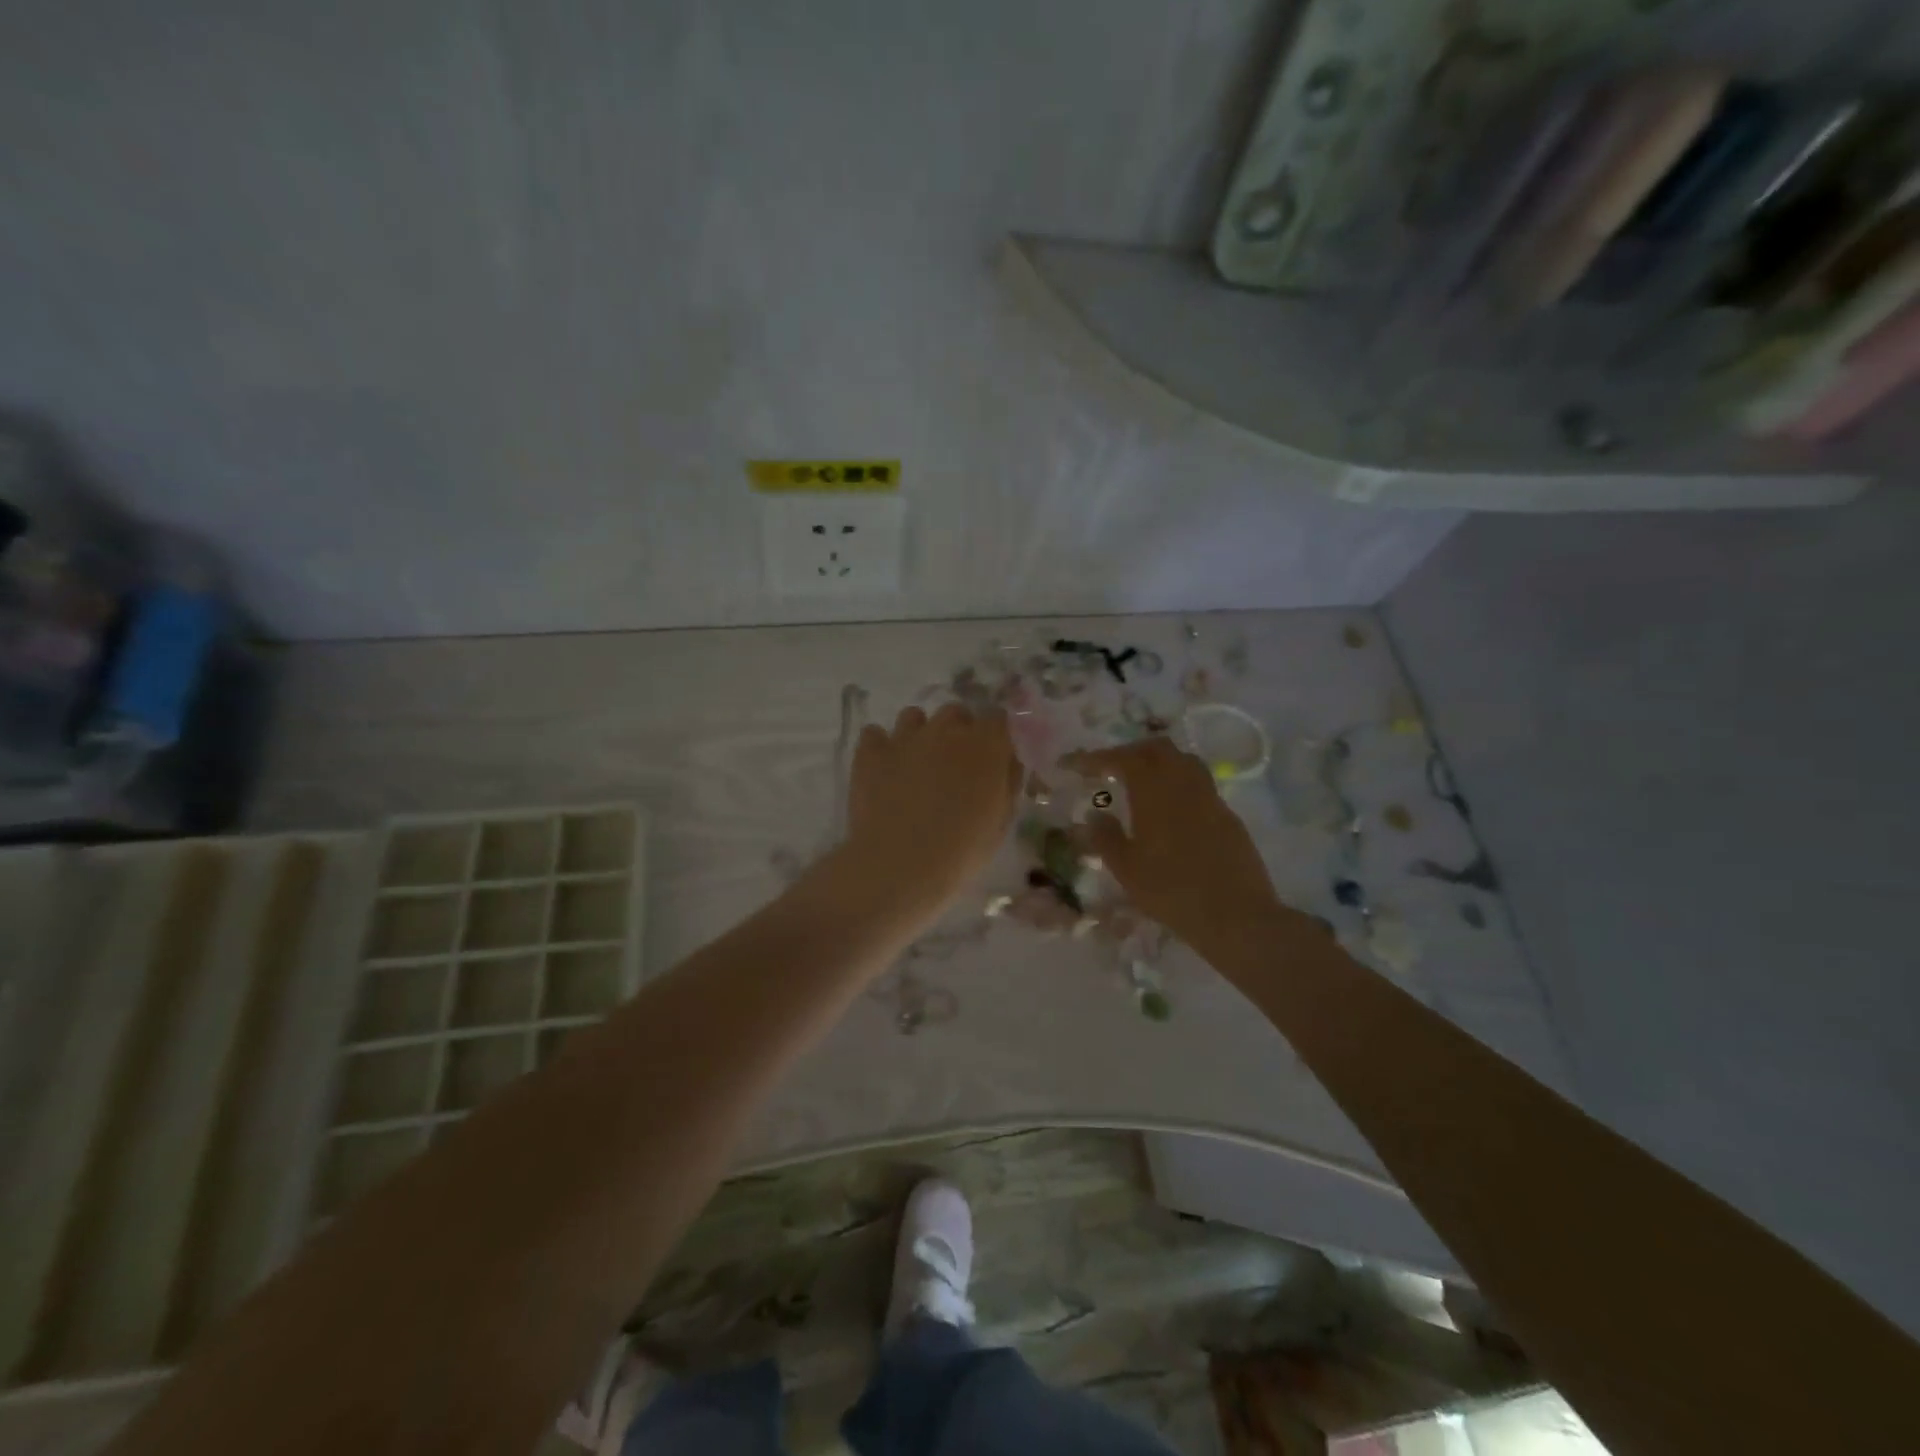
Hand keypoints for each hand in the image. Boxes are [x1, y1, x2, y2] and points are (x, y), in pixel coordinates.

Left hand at [842, 703, 1021, 919]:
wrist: (899, 864)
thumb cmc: (960, 850)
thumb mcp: (1000, 823)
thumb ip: (1006, 784)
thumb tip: (1006, 764)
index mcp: (984, 746)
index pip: (998, 719)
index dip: (995, 737)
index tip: (993, 757)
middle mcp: (946, 730)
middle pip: (955, 713)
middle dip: (958, 732)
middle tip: (955, 766)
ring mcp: (905, 737)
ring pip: (914, 717)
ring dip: (920, 734)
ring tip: (917, 766)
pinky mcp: (871, 752)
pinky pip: (875, 734)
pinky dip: (880, 747)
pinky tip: (883, 770)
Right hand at [1067, 738, 1288, 953]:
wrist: (1235, 915)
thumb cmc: (1172, 891)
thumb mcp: (1126, 869)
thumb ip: (1106, 837)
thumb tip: (1094, 815)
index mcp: (1155, 792)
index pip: (1122, 758)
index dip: (1096, 757)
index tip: (1075, 765)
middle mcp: (1184, 785)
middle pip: (1157, 749)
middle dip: (1130, 751)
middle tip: (1110, 768)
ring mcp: (1211, 798)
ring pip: (1184, 761)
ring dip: (1159, 762)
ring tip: (1141, 782)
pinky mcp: (1228, 816)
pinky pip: (1200, 784)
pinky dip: (1179, 784)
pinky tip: (1171, 809)